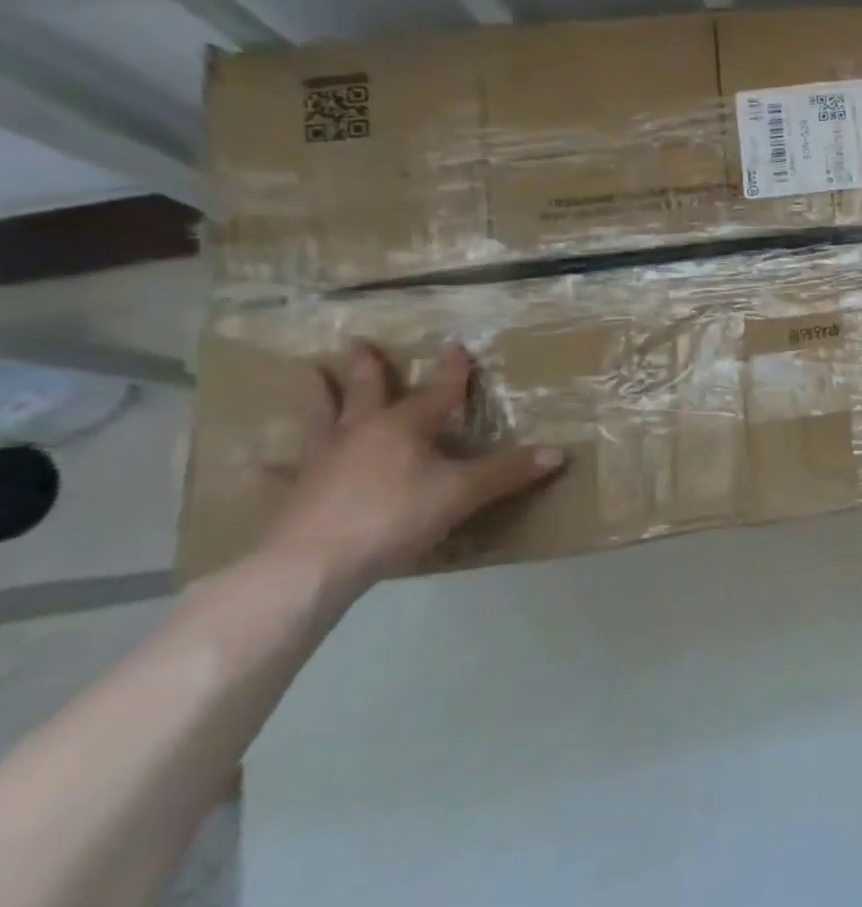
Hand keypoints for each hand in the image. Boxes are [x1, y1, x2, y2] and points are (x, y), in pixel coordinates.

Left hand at [264, 341, 565, 591]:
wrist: (313, 564)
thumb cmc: (395, 516)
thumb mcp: (463, 493)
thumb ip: (508, 472)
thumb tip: (558, 453)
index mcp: (404, 427)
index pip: (438, 392)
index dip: (451, 371)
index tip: (454, 346)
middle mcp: (362, 433)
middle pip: (367, 393)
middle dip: (368, 368)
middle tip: (356, 342)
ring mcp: (324, 461)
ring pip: (322, 418)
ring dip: (317, 394)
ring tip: (306, 371)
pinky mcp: (298, 493)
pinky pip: (286, 472)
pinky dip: (275, 465)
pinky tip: (257, 461)